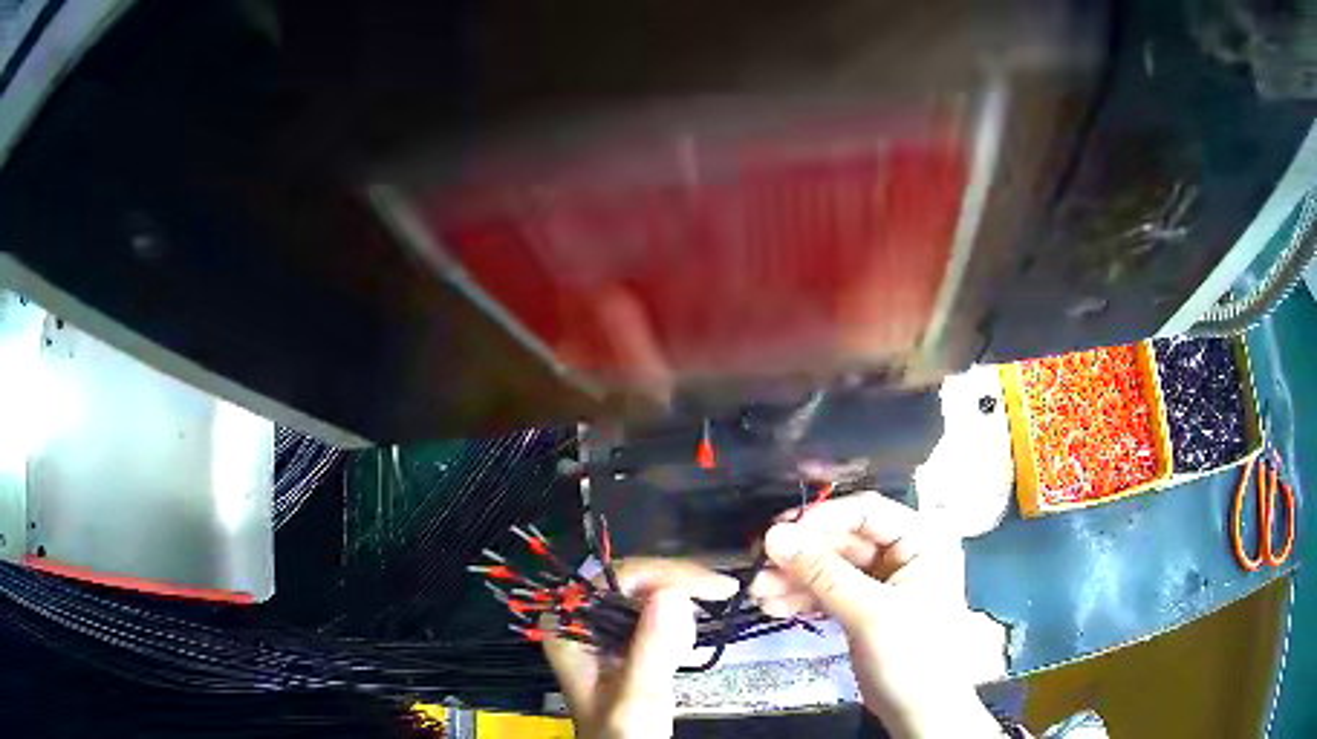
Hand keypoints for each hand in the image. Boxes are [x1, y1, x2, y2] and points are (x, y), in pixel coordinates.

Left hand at [543, 559, 736, 738]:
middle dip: (679, 587)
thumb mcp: (637, 698)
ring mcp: (599, 625)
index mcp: (567, 626)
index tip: (718, 587)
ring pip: (647, 590)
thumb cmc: (622, 735)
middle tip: (725, 593)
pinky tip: (687, 642)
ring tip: (700, 630)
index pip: (619, 578)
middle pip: (634, 579)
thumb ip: (650, 650)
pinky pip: (653, 609)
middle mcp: (578, 617)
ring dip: (683, 601)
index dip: (669, 575)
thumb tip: (672, 593)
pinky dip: (679, 618)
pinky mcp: (620, 636)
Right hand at [752, 492, 1004, 738]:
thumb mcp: (871, 613)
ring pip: (831, 568)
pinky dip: (803, 598)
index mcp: (923, 540)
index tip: (778, 533)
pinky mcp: (865, 608)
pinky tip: (775, 606)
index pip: (867, 513)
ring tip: (758, 592)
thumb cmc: (913, 656)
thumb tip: (775, 536)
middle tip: (759, 565)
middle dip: (801, 556)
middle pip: (844, 540)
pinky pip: (829, 592)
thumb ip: (823, 573)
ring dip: (794, 579)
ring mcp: (883, 582)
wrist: (920, 713)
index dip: (822, 519)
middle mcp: (904, 554)